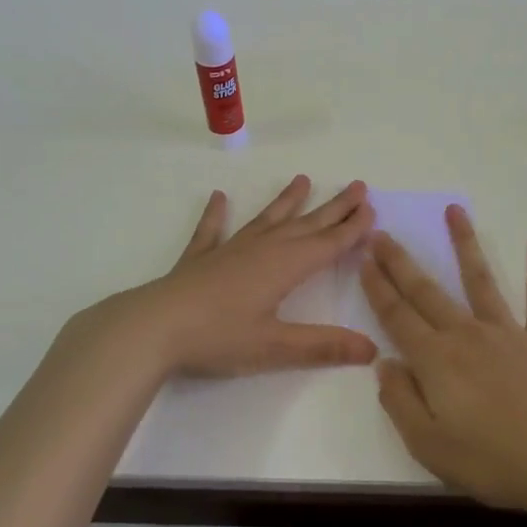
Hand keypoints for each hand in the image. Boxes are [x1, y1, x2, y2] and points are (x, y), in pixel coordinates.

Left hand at [73, 175, 378, 378]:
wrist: (154, 327)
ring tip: (302, 179)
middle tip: (357, 186)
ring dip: (286, 201)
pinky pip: (213, 230)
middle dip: (334, 207)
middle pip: (306, 224)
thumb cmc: (219, 337)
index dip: (352, 228)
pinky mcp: (200, 259)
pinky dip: (216, 214)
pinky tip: (218, 198)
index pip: (328, 243)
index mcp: (285, 266)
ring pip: (267, 219)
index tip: (371, 208)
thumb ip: (323, 346)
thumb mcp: (275, 346)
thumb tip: (371, 348)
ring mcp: (230, 250)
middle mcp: (263, 249)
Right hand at [363, 206, 526, 520]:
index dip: (377, 287)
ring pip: (480, 279)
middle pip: (427, 291)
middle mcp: (467, 334)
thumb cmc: (494, 461)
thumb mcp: (428, 445)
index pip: (397, 316)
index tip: (364, 258)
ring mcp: (508, 333)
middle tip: (382, 232)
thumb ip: (400, 401)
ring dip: (465, 243)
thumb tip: (384, 363)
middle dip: (401, 261)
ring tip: (454, 210)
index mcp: (436, 360)